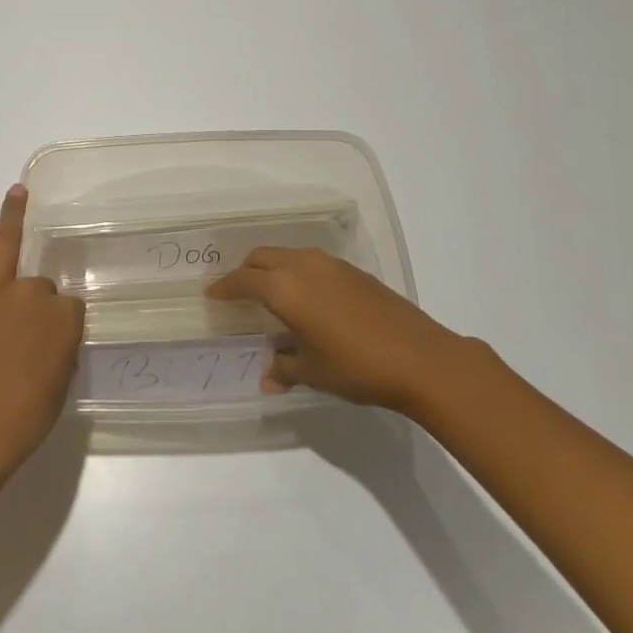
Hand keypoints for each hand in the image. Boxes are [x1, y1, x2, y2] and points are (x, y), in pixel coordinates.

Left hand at [0, 182, 83, 472]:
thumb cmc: (26, 416)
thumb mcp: (61, 382)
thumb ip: (59, 348)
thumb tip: (48, 337)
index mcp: (66, 317)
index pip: (68, 309)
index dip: (58, 328)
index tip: (48, 349)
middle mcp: (34, 294)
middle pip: (40, 288)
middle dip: (34, 307)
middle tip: (18, 342)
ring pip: (8, 248)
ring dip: (14, 214)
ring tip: (18, 190)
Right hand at [206, 248, 457, 410]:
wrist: (420, 358)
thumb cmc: (357, 366)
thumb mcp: (314, 372)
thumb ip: (284, 368)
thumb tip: (267, 377)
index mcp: (285, 288)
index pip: (243, 280)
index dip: (225, 287)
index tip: (212, 294)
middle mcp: (303, 266)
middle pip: (262, 258)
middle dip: (246, 272)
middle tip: (238, 293)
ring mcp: (330, 264)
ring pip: (288, 255)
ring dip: (272, 269)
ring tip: (271, 294)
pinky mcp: (353, 270)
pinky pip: (311, 262)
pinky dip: (297, 272)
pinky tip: (307, 298)